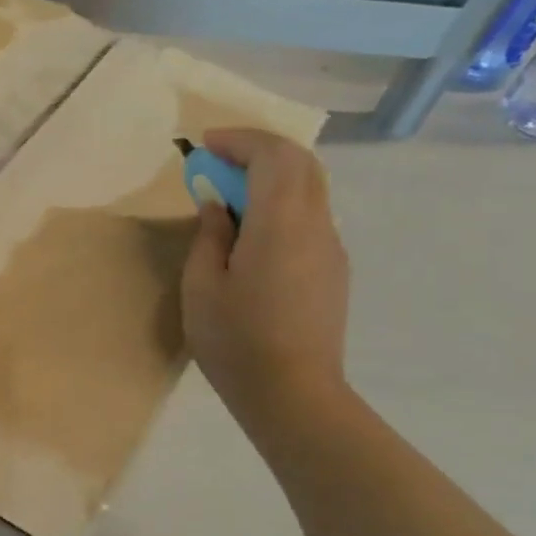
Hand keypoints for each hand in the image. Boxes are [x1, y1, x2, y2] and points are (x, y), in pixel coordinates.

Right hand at [182, 129, 349, 417]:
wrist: (293, 394)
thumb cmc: (236, 341)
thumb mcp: (202, 286)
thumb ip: (210, 236)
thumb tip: (217, 206)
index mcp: (281, 224)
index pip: (275, 156)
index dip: (241, 140)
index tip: (205, 144)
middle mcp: (316, 226)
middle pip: (301, 164)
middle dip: (259, 151)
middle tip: (217, 162)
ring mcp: (331, 249)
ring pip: (310, 189)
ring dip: (271, 178)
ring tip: (229, 196)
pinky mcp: (333, 271)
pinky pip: (309, 218)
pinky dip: (280, 205)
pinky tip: (251, 233)